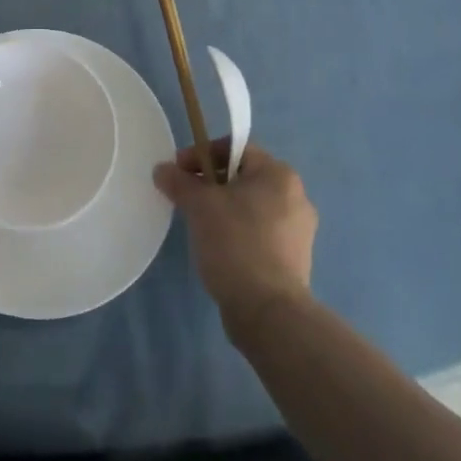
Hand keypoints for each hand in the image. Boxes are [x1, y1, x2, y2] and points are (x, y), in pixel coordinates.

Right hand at [154, 139, 317, 324]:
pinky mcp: (294, 258)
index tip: (178, 172)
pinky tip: (218, 248)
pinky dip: (237, 231)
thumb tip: (162, 170)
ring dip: (222, 208)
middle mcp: (296, 196)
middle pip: (243, 176)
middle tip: (184, 197)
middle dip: (210, 183)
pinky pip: (259, 231)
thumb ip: (179, 181)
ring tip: (198, 224)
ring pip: (251, 205)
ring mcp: (298, 230)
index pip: (235, 148)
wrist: (269, 311)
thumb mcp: (199, 205)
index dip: (202, 154)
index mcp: (278, 175)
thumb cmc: (235, 244)